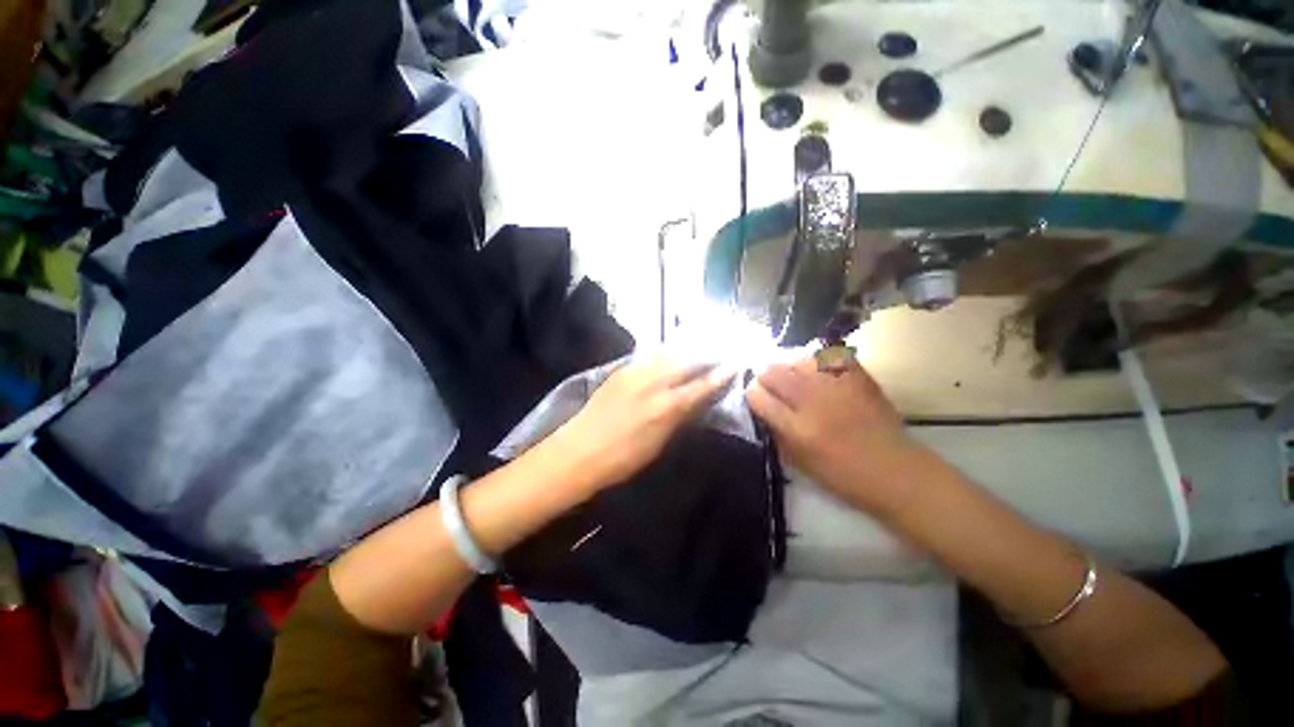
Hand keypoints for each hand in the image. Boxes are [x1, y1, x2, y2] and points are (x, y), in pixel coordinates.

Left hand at [550, 357, 734, 489]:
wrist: (578, 451)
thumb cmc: (622, 459)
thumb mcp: (659, 444)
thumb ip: (679, 417)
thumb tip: (696, 400)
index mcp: (666, 407)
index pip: (702, 385)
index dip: (721, 375)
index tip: (735, 365)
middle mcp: (654, 382)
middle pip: (688, 361)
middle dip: (707, 355)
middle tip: (721, 352)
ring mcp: (635, 372)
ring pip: (669, 353)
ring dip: (688, 350)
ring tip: (700, 348)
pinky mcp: (621, 369)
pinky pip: (651, 355)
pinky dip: (667, 352)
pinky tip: (672, 353)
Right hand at [746, 357, 927, 514]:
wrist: (895, 470)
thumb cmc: (843, 476)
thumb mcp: (799, 462)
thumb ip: (776, 432)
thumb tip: (761, 407)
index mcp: (797, 428)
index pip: (758, 396)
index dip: (752, 394)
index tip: (756, 397)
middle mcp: (813, 402)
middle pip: (772, 371)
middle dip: (766, 377)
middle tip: (773, 386)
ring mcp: (837, 386)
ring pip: (797, 359)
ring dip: (790, 368)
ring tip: (797, 379)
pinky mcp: (858, 377)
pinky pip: (828, 355)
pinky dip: (818, 361)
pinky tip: (819, 372)